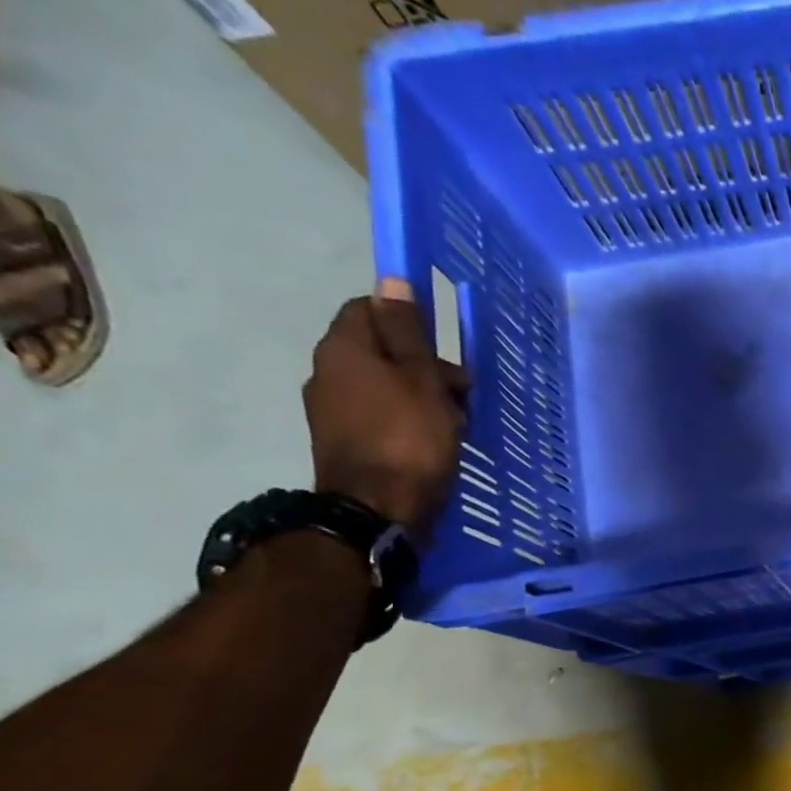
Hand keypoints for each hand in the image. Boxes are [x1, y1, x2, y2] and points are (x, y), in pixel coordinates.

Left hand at [304, 278, 468, 534]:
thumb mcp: (422, 379)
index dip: (409, 321)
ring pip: (383, 387)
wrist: (379, 511)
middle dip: (423, 366)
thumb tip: (391, 279)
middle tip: (463, 393)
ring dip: (420, 397)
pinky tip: (433, 442)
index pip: (369, 309)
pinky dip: (407, 422)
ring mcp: (331, 411)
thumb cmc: (409, 438)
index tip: (445, 348)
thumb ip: (408, 331)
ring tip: (455, 423)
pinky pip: (380, 418)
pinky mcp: (345, 443)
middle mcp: (327, 372)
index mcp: (342, 349)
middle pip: (380, 351)